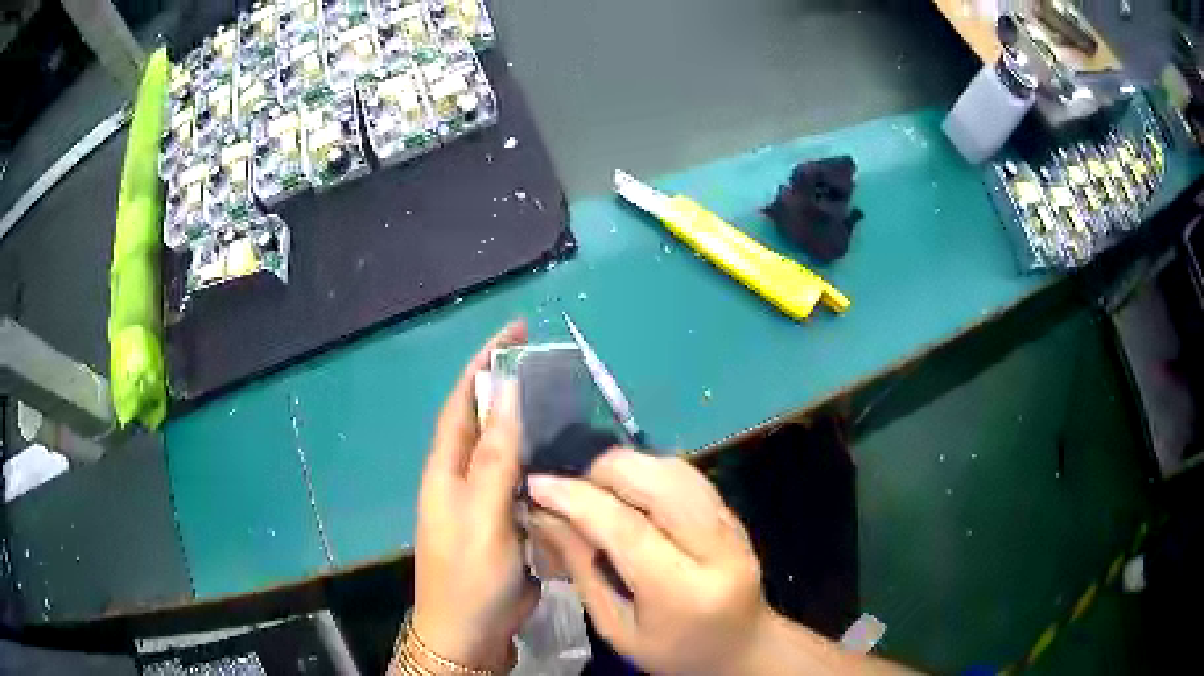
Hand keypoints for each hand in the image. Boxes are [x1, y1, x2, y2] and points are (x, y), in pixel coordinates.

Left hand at [412, 321, 537, 670]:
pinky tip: (569, 460)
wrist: (467, 635)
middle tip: (555, 368)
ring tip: (569, 405)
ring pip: (507, 451)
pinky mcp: (504, 522)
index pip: (464, 400)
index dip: (486, 362)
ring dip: (530, 425)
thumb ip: (495, 460)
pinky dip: (542, 464)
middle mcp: (462, 478)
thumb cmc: (468, 577)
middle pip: (485, 421)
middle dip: (511, 387)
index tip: (516, 330)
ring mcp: (483, 502)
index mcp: (447, 469)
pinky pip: (523, 481)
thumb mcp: (481, 518)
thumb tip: (507, 393)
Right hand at [527, 449, 769, 675]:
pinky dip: (650, 472)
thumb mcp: (617, 628)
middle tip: (573, 494)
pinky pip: (687, 474)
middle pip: (659, 480)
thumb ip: (583, 569)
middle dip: (604, 473)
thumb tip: (545, 515)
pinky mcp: (734, 513)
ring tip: (598, 493)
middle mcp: (717, 548)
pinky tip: (630, 493)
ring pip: (675, 468)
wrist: (741, 648)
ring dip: (627, 469)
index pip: (626, 527)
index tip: (537, 485)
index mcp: (684, 591)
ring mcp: (732, 526)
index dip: (576, 498)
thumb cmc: (673, 652)